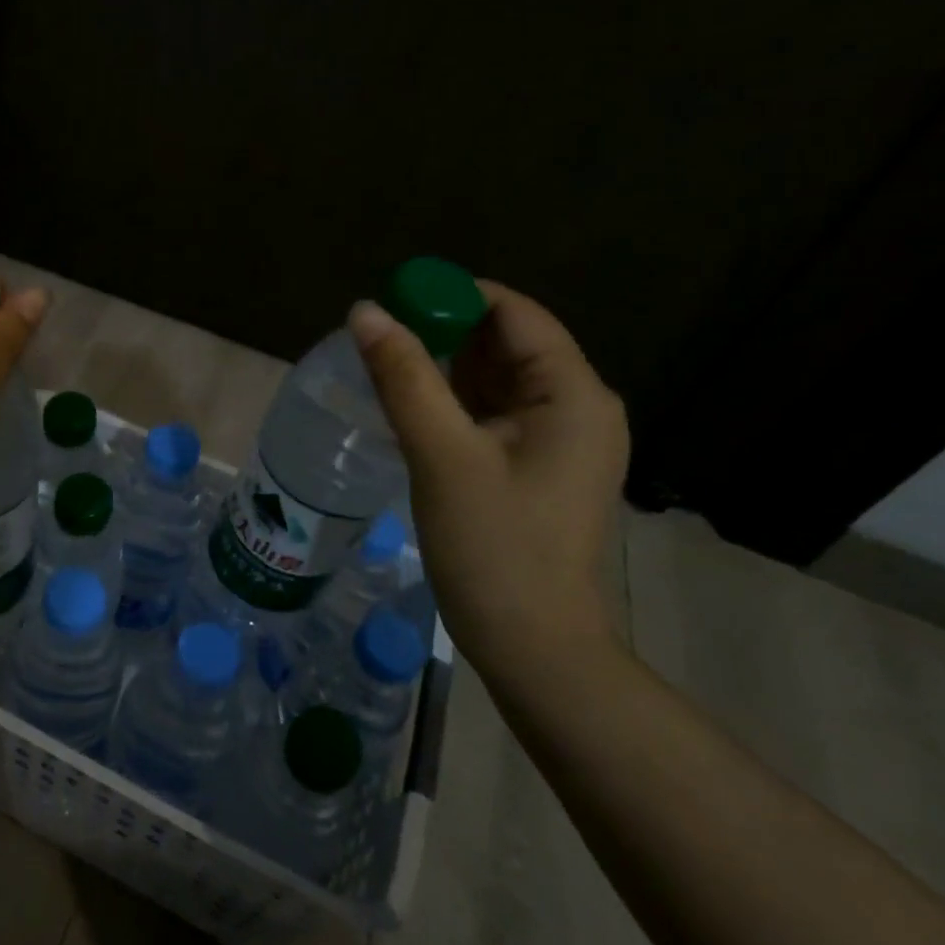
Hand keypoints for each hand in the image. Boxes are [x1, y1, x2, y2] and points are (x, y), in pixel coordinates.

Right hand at [350, 281, 628, 671]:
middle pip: (506, 342)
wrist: (533, 648)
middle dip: (444, 332)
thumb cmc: (494, 548)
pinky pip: (492, 412)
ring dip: (444, 367)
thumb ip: (404, 377)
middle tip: (378, 338)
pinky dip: (453, 401)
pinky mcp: (538, 466)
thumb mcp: (442, 455)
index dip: (453, 296)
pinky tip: (411, 406)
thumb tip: (365, 310)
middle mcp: (578, 406)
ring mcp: (560, 439)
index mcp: (573, 394)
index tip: (392, 299)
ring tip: (385, 366)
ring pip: (495, 379)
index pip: (514, 313)